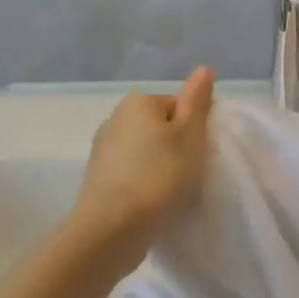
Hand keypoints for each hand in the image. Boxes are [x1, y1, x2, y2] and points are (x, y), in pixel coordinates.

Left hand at [73, 68, 214, 246]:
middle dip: (175, 148)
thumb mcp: (190, 134)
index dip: (194, 130)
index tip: (199, 154)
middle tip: (188, 175)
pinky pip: (130, 174)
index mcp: (138, 101)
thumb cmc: (159, 175)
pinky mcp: (96, 179)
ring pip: (144, 152)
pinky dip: (142, 185)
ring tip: (170, 195)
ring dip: (158, 168)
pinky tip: (150, 205)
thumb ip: (197, 100)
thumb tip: (203, 69)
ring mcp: (102, 149)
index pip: (178, 106)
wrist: (111, 228)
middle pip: (159, 128)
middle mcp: (115, 117)